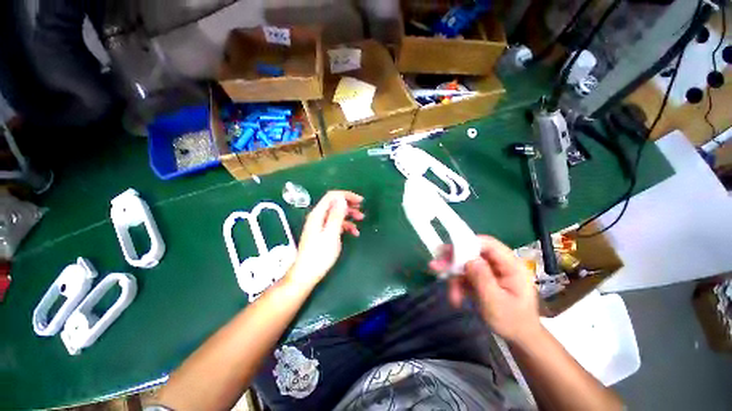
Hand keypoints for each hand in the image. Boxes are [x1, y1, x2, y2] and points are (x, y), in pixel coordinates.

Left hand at [288, 191, 363, 288]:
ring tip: (361, 219)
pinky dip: (346, 225)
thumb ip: (336, 216)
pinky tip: (354, 232)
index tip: (360, 201)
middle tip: (362, 209)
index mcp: (318, 214)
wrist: (307, 274)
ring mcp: (320, 225)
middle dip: (349, 205)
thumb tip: (342, 199)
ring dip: (349, 215)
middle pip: (335, 204)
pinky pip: (335, 224)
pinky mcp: (323, 233)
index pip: (332, 196)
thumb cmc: (320, 255)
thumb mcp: (331, 234)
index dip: (346, 195)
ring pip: (336, 214)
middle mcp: (318, 217)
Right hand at [430, 235, 540, 343]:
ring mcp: (490, 271)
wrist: (519, 338)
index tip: (447, 251)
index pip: (488, 244)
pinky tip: (456, 298)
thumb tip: (468, 260)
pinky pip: (465, 275)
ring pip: (465, 265)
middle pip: (472, 253)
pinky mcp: (482, 278)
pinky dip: (458, 285)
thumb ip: (483, 279)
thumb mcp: (496, 302)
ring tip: (452, 296)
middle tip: (435, 267)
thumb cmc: (513, 322)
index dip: (467, 243)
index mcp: (510, 265)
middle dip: (454, 262)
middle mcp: (499, 263)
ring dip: (455, 278)